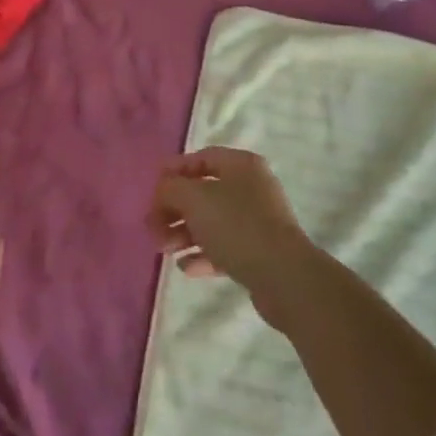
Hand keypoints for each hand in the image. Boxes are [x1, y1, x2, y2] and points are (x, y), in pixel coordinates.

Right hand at [147, 147, 318, 321]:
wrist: (283, 277)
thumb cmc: (236, 226)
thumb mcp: (194, 199)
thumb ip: (170, 189)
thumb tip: (163, 192)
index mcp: (241, 165)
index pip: (200, 158)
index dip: (173, 171)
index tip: (152, 190)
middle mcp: (251, 188)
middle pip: (203, 193)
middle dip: (174, 210)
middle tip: (153, 228)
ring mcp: (257, 221)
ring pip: (211, 222)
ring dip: (183, 234)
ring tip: (165, 250)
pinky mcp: (259, 253)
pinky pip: (223, 248)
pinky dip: (202, 255)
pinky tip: (185, 267)